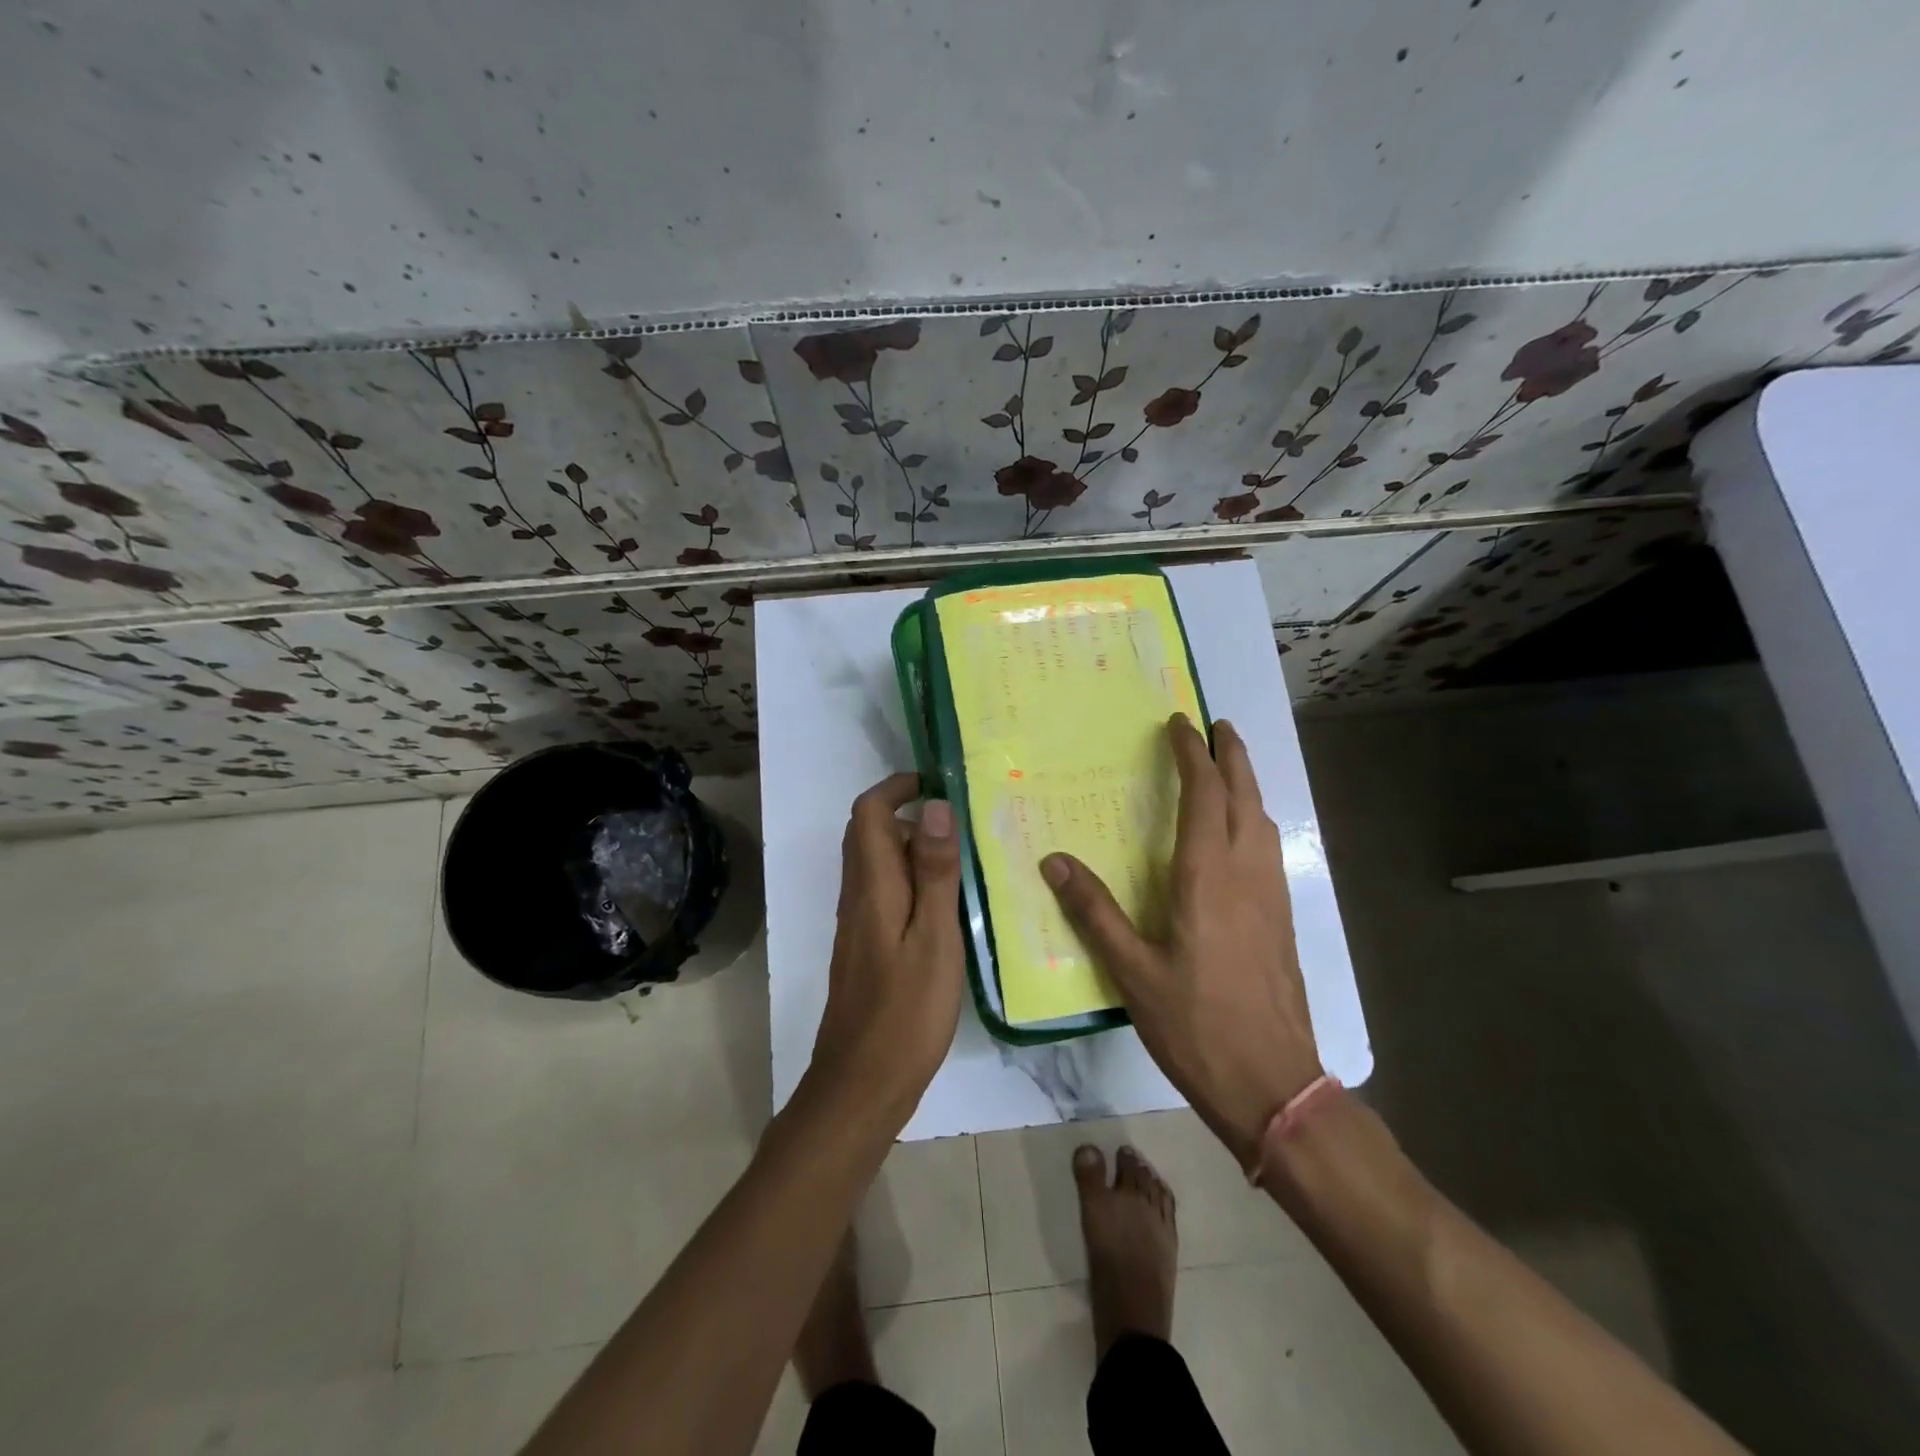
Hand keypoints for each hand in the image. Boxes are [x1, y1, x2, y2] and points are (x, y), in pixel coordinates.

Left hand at [808, 774, 965, 1124]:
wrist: (862, 1083)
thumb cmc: (906, 1011)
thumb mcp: (934, 937)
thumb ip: (935, 872)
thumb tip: (933, 805)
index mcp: (872, 886)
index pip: (868, 812)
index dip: (896, 787)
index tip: (938, 782)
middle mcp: (858, 897)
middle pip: (870, 835)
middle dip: (911, 816)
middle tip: (964, 826)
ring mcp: (859, 924)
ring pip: (879, 866)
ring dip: (915, 850)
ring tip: (966, 862)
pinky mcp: (867, 948)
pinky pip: (886, 895)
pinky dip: (914, 883)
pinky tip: (949, 908)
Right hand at [1041, 716, 1322, 1166]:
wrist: (1273, 1084)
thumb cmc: (1195, 1026)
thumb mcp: (1132, 972)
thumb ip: (1094, 913)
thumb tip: (1054, 861)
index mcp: (1207, 878)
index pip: (1204, 796)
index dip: (1192, 755)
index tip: (1179, 724)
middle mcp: (1246, 875)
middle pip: (1245, 797)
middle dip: (1232, 755)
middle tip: (1218, 725)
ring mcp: (1271, 896)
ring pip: (1263, 820)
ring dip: (1247, 784)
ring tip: (1230, 766)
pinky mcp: (1282, 919)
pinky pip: (1269, 847)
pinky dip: (1254, 818)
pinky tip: (1242, 833)